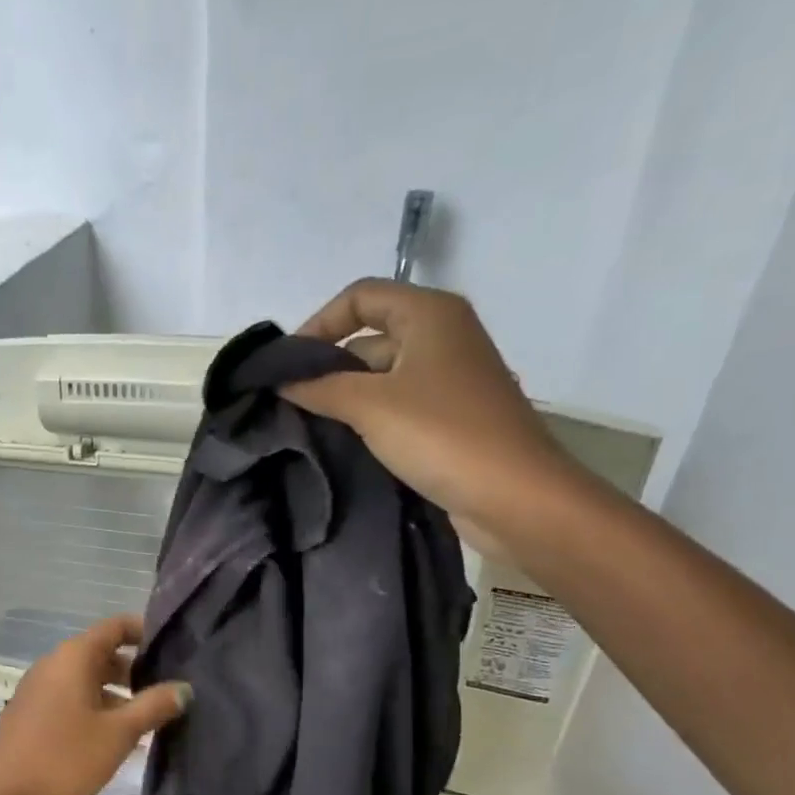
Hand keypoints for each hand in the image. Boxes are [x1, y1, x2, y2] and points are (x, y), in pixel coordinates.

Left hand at [0, 615, 189, 794]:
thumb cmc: (62, 757)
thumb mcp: (117, 734)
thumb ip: (153, 707)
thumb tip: (184, 688)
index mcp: (74, 656)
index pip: (116, 626)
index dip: (146, 632)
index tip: (176, 648)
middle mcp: (55, 663)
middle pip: (103, 653)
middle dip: (137, 669)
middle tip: (171, 688)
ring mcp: (41, 688)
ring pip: (89, 679)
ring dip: (119, 694)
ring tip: (151, 717)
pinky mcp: (34, 713)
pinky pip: (74, 698)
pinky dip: (98, 708)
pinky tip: (118, 737)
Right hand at [280, 279, 583, 543]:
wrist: (514, 497)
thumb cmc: (443, 435)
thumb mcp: (370, 405)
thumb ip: (319, 387)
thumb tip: (280, 381)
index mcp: (430, 314)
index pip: (360, 297)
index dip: (318, 323)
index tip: (286, 366)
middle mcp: (441, 337)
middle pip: (369, 337)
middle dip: (327, 366)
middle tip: (287, 402)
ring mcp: (447, 380)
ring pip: (380, 376)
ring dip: (343, 397)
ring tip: (304, 426)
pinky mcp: (448, 418)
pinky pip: (396, 406)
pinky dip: (366, 419)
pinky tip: (338, 443)